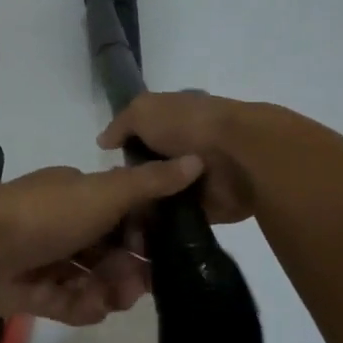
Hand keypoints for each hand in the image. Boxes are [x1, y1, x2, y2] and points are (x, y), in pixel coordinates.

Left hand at [0, 158, 203, 324]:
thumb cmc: (45, 213)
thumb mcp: (103, 192)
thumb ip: (150, 183)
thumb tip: (197, 160)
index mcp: (75, 194)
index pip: (120, 212)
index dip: (143, 233)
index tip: (162, 251)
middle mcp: (59, 223)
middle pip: (107, 250)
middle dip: (128, 269)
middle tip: (138, 286)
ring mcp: (41, 258)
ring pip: (88, 278)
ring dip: (106, 290)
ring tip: (111, 300)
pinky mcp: (28, 291)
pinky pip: (65, 301)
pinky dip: (80, 305)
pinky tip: (90, 309)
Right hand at [98, 92, 260, 223]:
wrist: (239, 156)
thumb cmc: (189, 125)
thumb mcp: (144, 110)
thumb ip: (121, 124)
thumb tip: (104, 142)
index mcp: (176, 121)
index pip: (144, 136)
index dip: (126, 149)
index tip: (109, 168)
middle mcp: (187, 149)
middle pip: (151, 169)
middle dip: (134, 183)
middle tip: (113, 199)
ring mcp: (199, 180)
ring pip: (163, 196)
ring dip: (148, 206)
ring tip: (124, 220)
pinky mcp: (210, 208)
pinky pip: (180, 219)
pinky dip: (165, 225)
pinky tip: (144, 232)